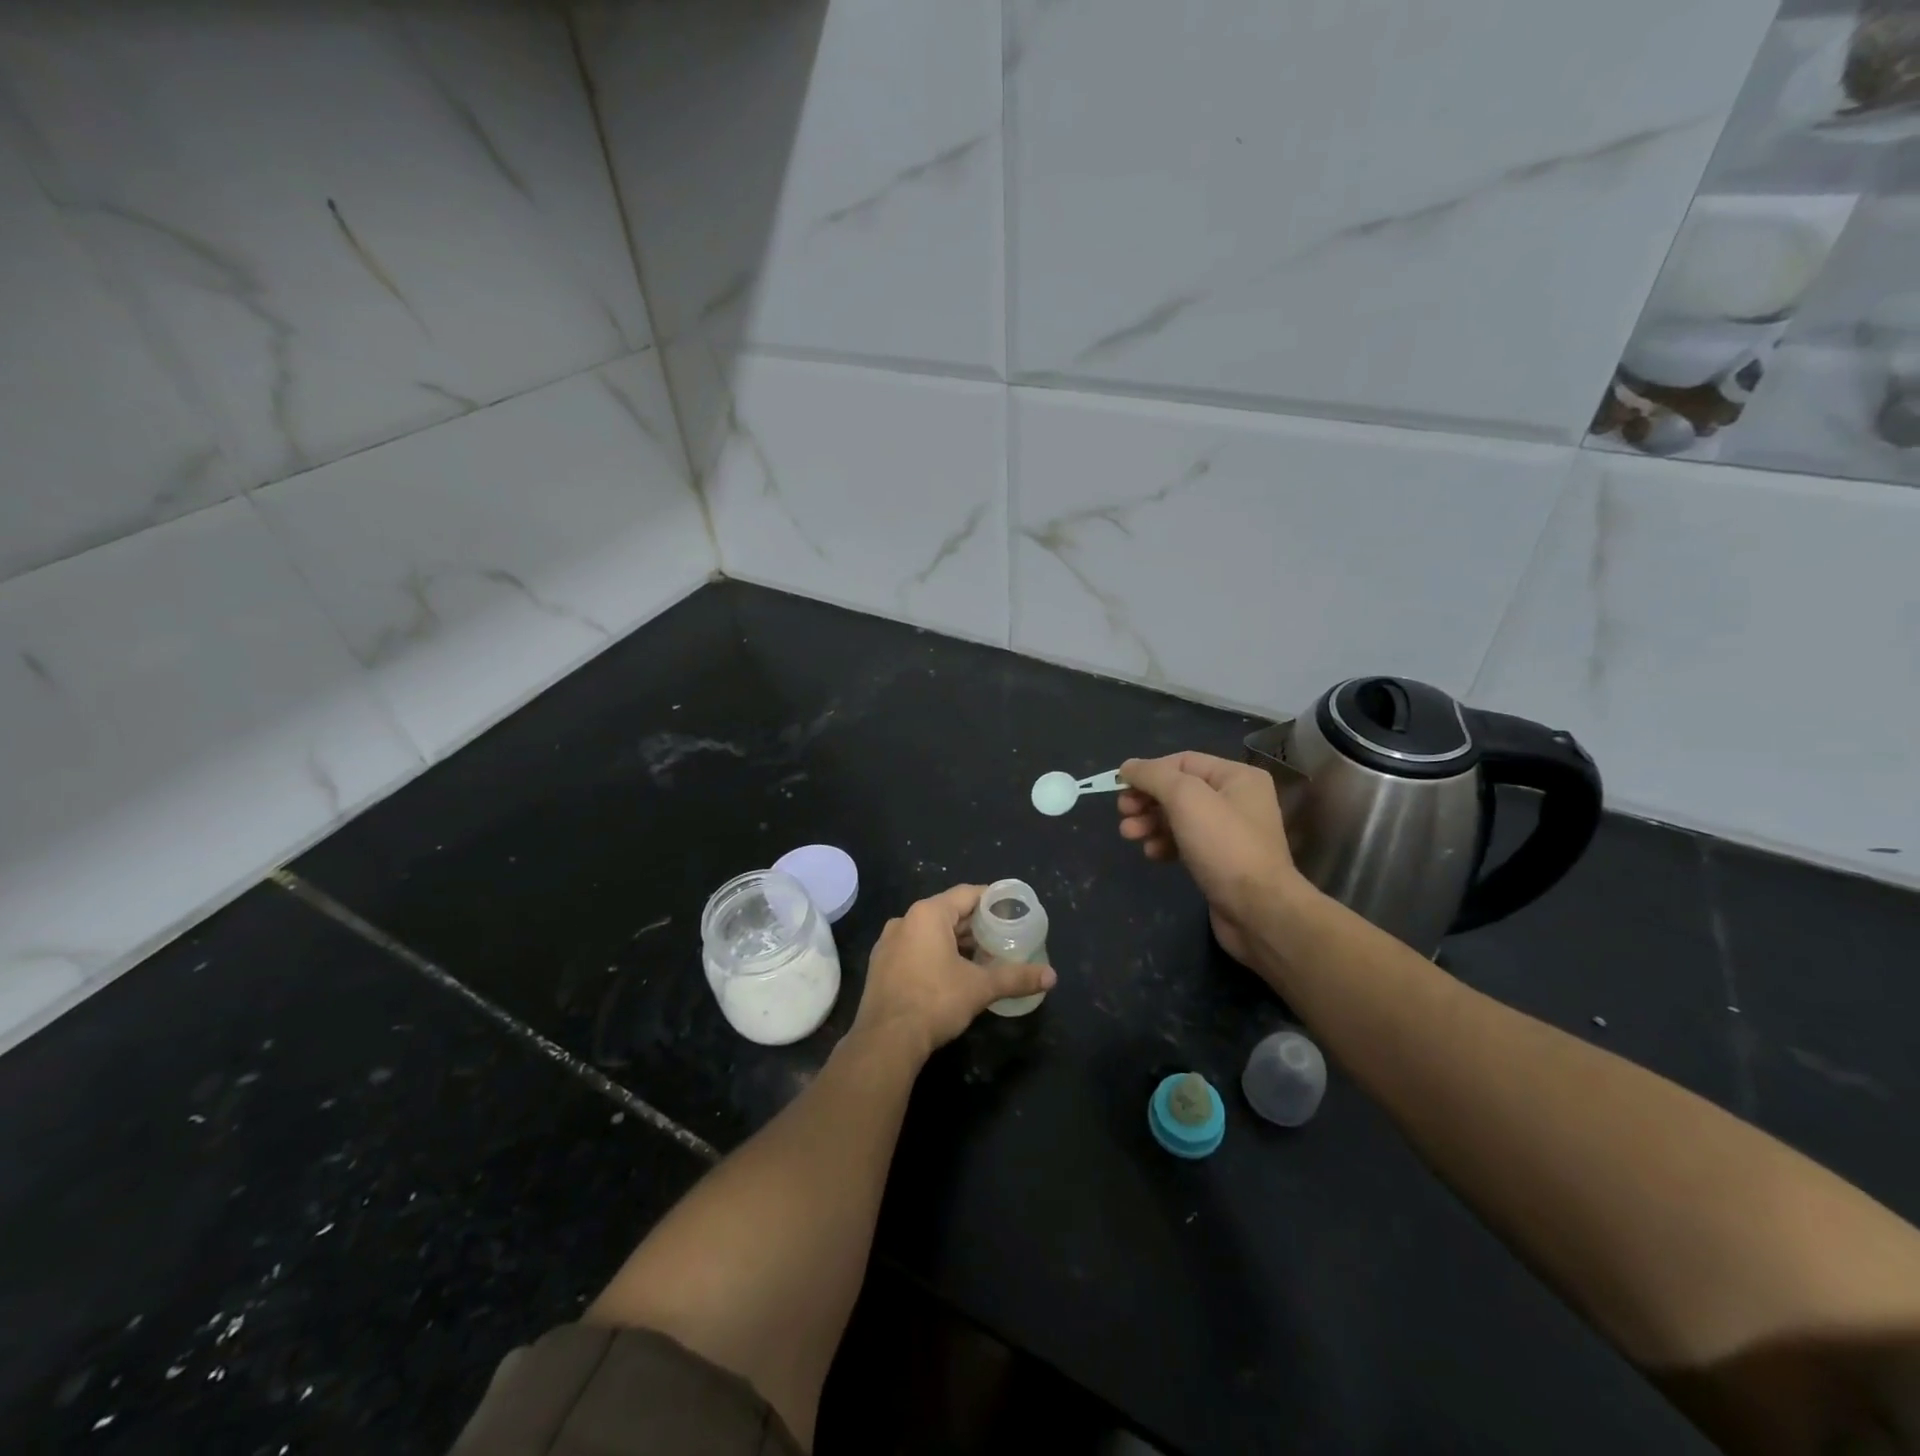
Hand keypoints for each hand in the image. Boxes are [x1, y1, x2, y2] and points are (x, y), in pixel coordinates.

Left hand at [853, 885, 1056, 1061]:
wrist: (886, 1041)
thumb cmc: (934, 1002)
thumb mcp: (980, 987)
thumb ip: (1016, 977)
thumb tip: (1051, 976)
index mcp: (927, 914)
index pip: (967, 894)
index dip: (992, 900)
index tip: (1012, 910)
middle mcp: (904, 920)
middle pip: (948, 912)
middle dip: (975, 925)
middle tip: (1003, 937)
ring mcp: (888, 944)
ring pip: (930, 933)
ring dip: (955, 942)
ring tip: (982, 957)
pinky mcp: (881, 966)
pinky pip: (914, 950)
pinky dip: (935, 955)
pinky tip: (952, 974)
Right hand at [1117, 752, 1301, 966]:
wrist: (1258, 911)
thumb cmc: (1224, 846)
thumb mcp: (1186, 799)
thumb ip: (1154, 776)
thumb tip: (1127, 766)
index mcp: (1237, 777)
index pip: (1183, 762)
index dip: (1149, 771)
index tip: (1120, 787)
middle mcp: (1236, 800)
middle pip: (1178, 790)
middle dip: (1147, 799)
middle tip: (1123, 813)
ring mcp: (1229, 832)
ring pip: (1178, 817)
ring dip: (1150, 822)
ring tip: (1129, 834)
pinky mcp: (1220, 861)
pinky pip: (1185, 842)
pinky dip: (1164, 843)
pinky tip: (1152, 853)